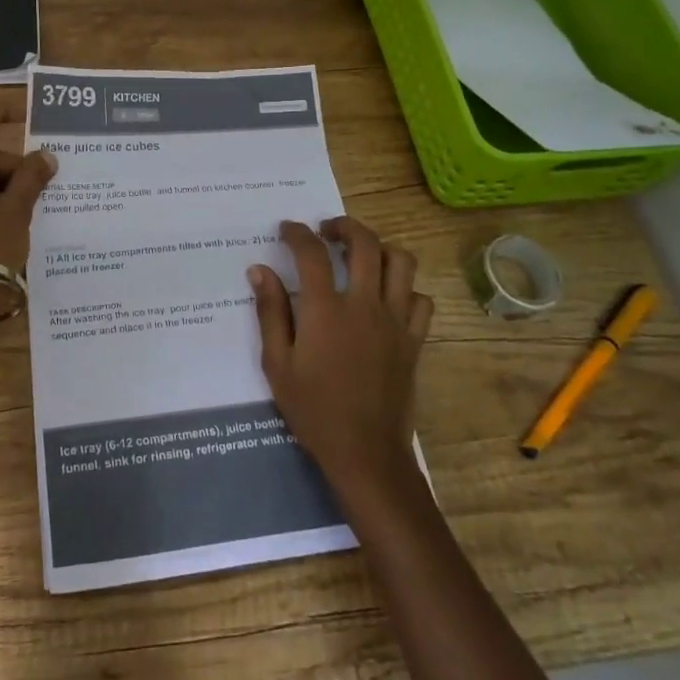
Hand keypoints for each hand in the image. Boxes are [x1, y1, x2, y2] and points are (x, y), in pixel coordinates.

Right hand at [249, 217, 432, 501]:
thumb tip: (260, 270)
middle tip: (327, 230)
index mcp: (326, 310)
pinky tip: (388, 297)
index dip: (297, 233)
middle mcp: (365, 305)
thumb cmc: (314, 410)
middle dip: (344, 226)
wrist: (365, 453)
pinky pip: (420, 300)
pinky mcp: (414, 340)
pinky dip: (406, 289)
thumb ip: (270, 312)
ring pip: (401, 262)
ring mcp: (395, 321)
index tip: (286, 229)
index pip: (311, 252)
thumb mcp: (277, 364)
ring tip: (361, 255)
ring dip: (380, 249)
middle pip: (364, 243)